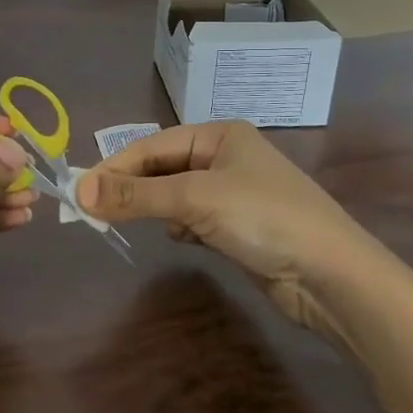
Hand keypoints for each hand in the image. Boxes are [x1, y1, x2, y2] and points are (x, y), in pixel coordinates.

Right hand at [76, 121, 386, 320]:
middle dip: (133, 189)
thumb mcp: (194, 199)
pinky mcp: (239, 227)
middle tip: (96, 212)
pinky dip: (181, 227)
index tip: (80, 192)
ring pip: (175, 195)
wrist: (333, 277)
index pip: (152, 145)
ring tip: (136, 223)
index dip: (115, 167)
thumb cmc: (264, 219)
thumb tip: (78, 191)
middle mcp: (225, 157)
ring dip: (156, 209)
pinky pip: (193, 218)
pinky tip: (183, 238)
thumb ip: (135, 195)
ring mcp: (234, 193)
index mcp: (219, 135)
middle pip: (162, 168)